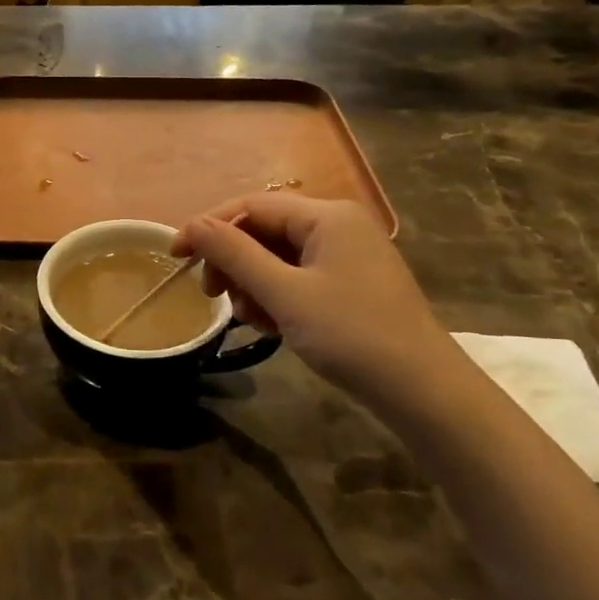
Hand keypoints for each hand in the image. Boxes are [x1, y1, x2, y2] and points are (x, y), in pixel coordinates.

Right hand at [173, 194, 449, 400]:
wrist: (423, 392)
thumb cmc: (351, 335)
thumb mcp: (284, 293)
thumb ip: (235, 254)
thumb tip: (192, 224)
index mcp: (327, 216)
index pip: (252, 206)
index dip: (209, 227)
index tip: (175, 257)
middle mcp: (338, 226)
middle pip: (264, 231)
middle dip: (234, 263)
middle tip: (213, 297)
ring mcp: (347, 256)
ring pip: (278, 258)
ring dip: (254, 285)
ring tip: (252, 320)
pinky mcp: (351, 284)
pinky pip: (299, 278)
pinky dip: (278, 298)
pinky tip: (274, 327)